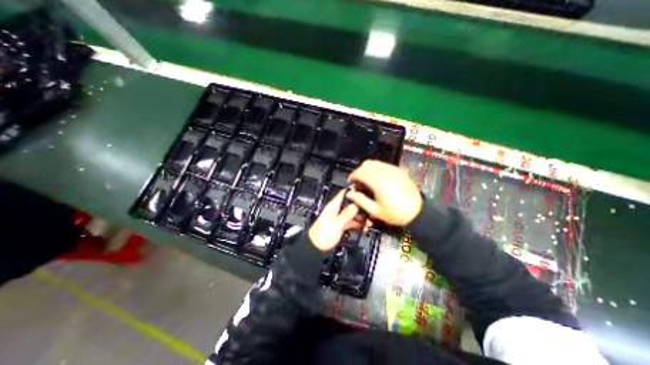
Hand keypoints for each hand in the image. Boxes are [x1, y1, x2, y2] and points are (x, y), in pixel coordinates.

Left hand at [308, 189, 369, 251]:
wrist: (316, 247)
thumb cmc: (322, 235)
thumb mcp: (335, 224)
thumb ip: (346, 214)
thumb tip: (355, 205)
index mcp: (334, 206)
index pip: (345, 193)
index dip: (355, 190)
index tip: (366, 190)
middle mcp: (337, 209)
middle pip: (352, 203)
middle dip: (361, 206)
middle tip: (371, 211)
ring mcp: (340, 217)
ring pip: (353, 212)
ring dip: (361, 216)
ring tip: (369, 221)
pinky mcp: (341, 224)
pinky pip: (352, 221)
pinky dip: (358, 223)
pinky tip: (364, 227)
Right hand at [344, 160, 421, 224]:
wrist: (418, 212)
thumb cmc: (395, 213)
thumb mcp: (375, 211)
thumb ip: (360, 200)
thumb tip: (349, 193)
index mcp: (378, 182)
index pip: (360, 172)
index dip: (353, 175)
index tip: (350, 181)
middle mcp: (385, 172)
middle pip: (367, 164)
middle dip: (360, 171)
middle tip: (358, 181)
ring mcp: (393, 170)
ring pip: (375, 163)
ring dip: (368, 169)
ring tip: (367, 180)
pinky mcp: (399, 171)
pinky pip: (384, 165)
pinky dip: (377, 169)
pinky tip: (378, 179)